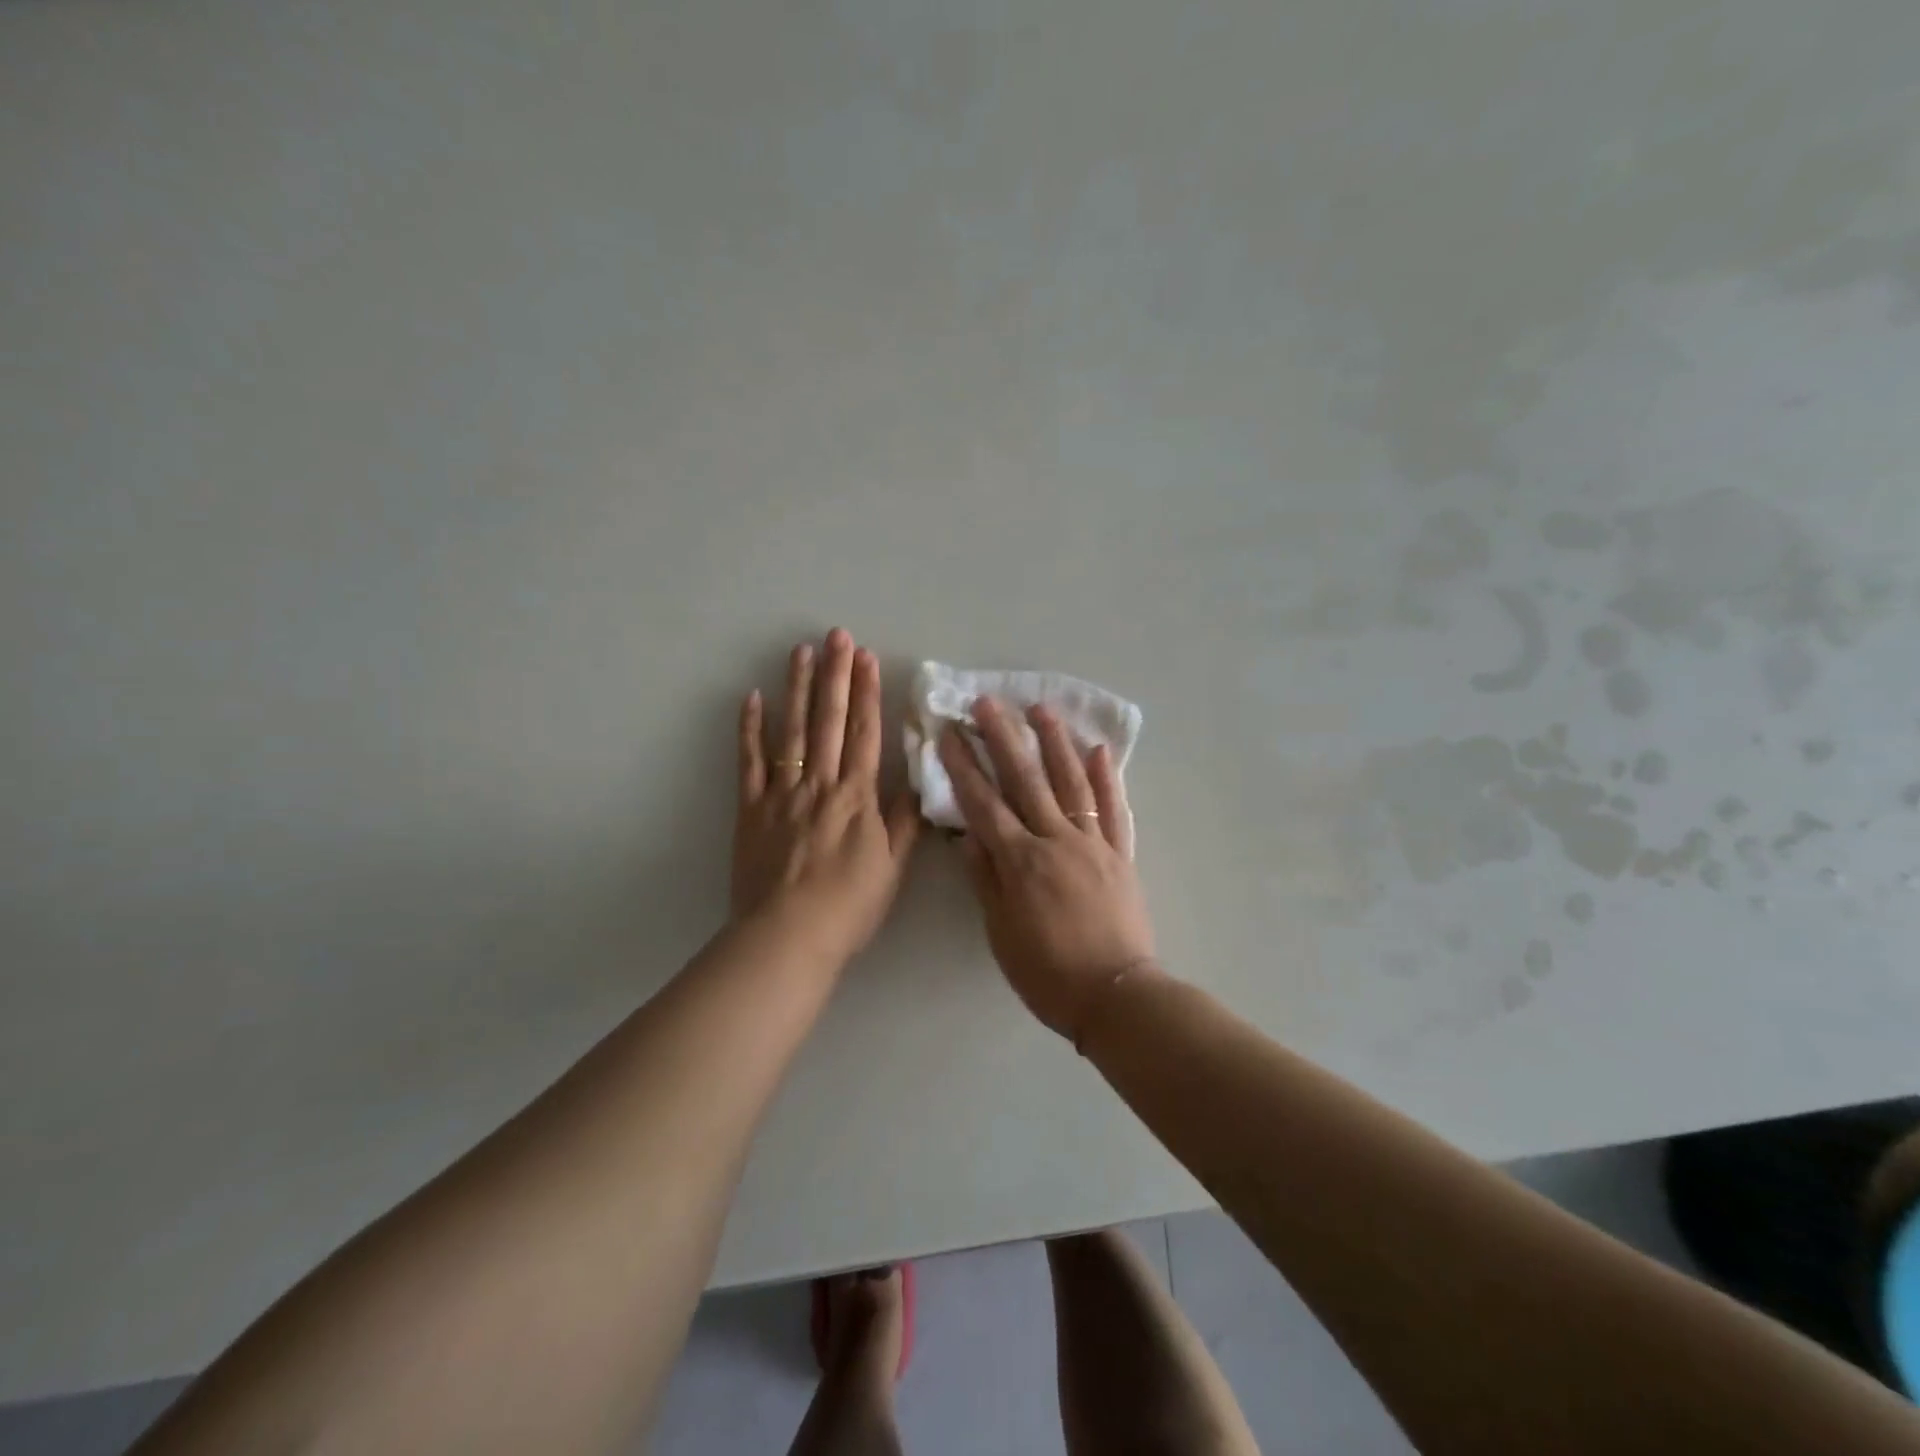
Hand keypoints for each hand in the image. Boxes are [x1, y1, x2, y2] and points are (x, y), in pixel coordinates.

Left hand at [733, 630, 920, 963]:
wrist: (788, 936)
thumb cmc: (848, 906)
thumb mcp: (891, 868)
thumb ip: (903, 823)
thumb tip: (917, 783)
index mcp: (857, 797)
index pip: (864, 734)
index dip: (867, 693)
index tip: (867, 658)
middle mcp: (820, 784)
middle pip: (829, 721)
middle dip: (835, 675)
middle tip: (837, 636)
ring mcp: (782, 793)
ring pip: (792, 731)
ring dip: (797, 688)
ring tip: (800, 651)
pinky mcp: (751, 808)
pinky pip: (750, 762)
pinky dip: (750, 729)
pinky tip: (753, 698)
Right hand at [939, 698, 1156, 1038]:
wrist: (1116, 996)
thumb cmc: (1048, 972)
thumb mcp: (1001, 933)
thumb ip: (986, 880)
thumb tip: (969, 836)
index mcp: (1021, 862)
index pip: (984, 804)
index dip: (964, 768)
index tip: (949, 735)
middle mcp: (1056, 841)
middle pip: (1026, 781)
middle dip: (1003, 739)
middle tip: (987, 703)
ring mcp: (1093, 844)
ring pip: (1071, 783)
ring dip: (1055, 743)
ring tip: (1041, 709)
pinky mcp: (1121, 854)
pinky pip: (1114, 809)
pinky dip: (1107, 778)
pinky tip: (1098, 750)